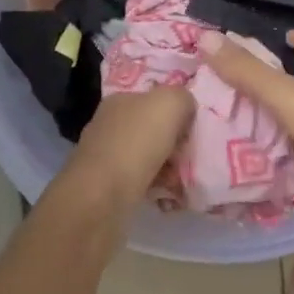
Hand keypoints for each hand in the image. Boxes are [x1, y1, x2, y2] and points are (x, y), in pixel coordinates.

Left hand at [55, 86, 194, 212]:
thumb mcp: (169, 104)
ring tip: (179, 181)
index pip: (154, 100)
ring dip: (168, 168)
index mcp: (120, 101)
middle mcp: (109, 124)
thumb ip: (182, 98)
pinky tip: (165, 195)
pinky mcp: (105, 185)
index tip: (191, 132)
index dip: (177, 114)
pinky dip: (155, 187)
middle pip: (153, 130)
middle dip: (174, 145)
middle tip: (187, 158)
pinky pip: (140, 181)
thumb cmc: (137, 143)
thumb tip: (185, 109)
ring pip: (148, 157)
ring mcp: (105, 155)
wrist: (102, 194)